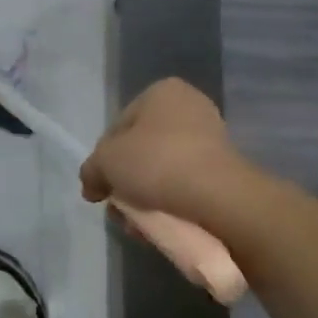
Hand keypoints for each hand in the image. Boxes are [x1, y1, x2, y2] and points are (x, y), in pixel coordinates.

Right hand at [80, 78, 247, 224]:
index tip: (101, 186)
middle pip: (142, 150)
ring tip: (138, 224)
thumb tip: (91, 185)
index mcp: (161, 92)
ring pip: (163, 171)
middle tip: (119, 208)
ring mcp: (212, 139)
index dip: (104, 159)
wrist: (218, 197)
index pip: (119, 126)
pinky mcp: (225, 171)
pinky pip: (186, 186)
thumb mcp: (106, 162)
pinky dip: (171, 203)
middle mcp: (189, 107)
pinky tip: (160, 224)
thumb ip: (91, 170)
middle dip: (127, 182)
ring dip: (146, 198)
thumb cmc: (157, 162)